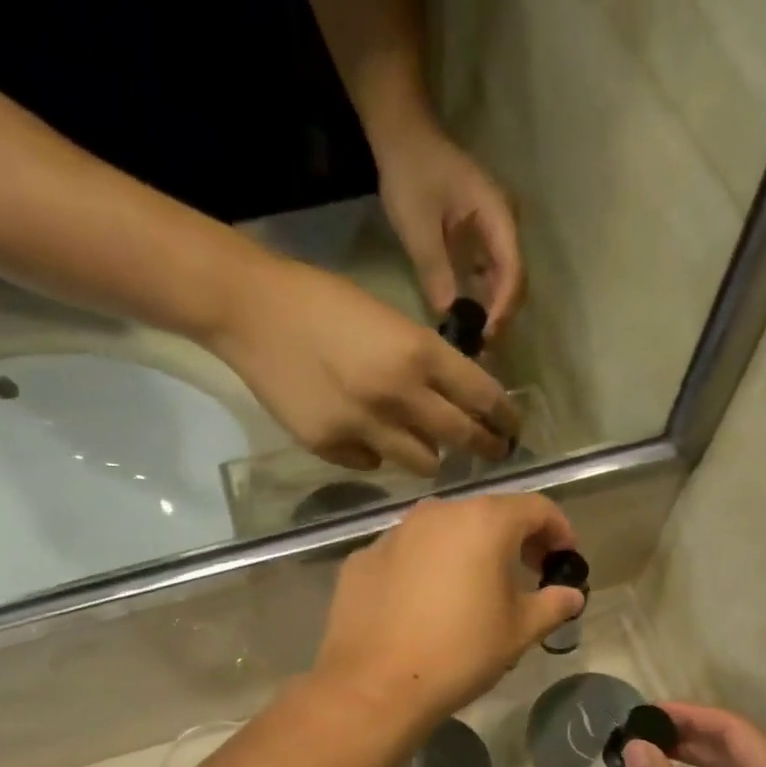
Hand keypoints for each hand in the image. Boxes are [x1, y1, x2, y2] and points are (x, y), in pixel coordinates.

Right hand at [211, 248, 516, 475]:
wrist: (252, 312)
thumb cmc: (324, 302)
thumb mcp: (392, 321)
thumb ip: (426, 363)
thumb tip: (455, 402)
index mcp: (419, 354)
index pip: (484, 398)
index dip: (505, 418)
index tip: (512, 429)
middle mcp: (399, 396)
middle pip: (462, 438)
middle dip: (485, 448)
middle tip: (493, 452)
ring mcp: (364, 427)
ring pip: (423, 464)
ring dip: (430, 455)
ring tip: (422, 444)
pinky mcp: (331, 447)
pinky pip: (373, 464)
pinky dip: (377, 453)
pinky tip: (363, 432)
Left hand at [313, 494, 579, 730]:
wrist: (374, 687)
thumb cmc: (459, 654)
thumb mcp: (518, 631)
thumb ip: (552, 604)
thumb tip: (571, 595)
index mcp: (482, 522)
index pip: (536, 508)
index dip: (559, 531)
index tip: (565, 560)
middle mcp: (435, 514)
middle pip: (486, 514)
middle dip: (513, 539)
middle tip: (526, 573)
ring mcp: (392, 534)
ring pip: (442, 532)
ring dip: (466, 550)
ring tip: (473, 589)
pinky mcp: (362, 559)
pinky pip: (406, 554)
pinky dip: (424, 568)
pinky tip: (424, 605)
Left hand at [377, 128, 523, 333]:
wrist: (402, 134)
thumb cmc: (411, 173)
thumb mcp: (418, 226)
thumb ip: (435, 270)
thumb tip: (448, 314)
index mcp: (498, 216)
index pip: (512, 272)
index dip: (502, 308)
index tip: (484, 335)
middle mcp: (504, 224)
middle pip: (514, 279)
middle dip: (500, 315)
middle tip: (480, 347)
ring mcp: (494, 229)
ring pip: (503, 278)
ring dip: (492, 309)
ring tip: (474, 338)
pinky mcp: (480, 235)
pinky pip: (489, 272)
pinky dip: (481, 296)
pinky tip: (466, 315)